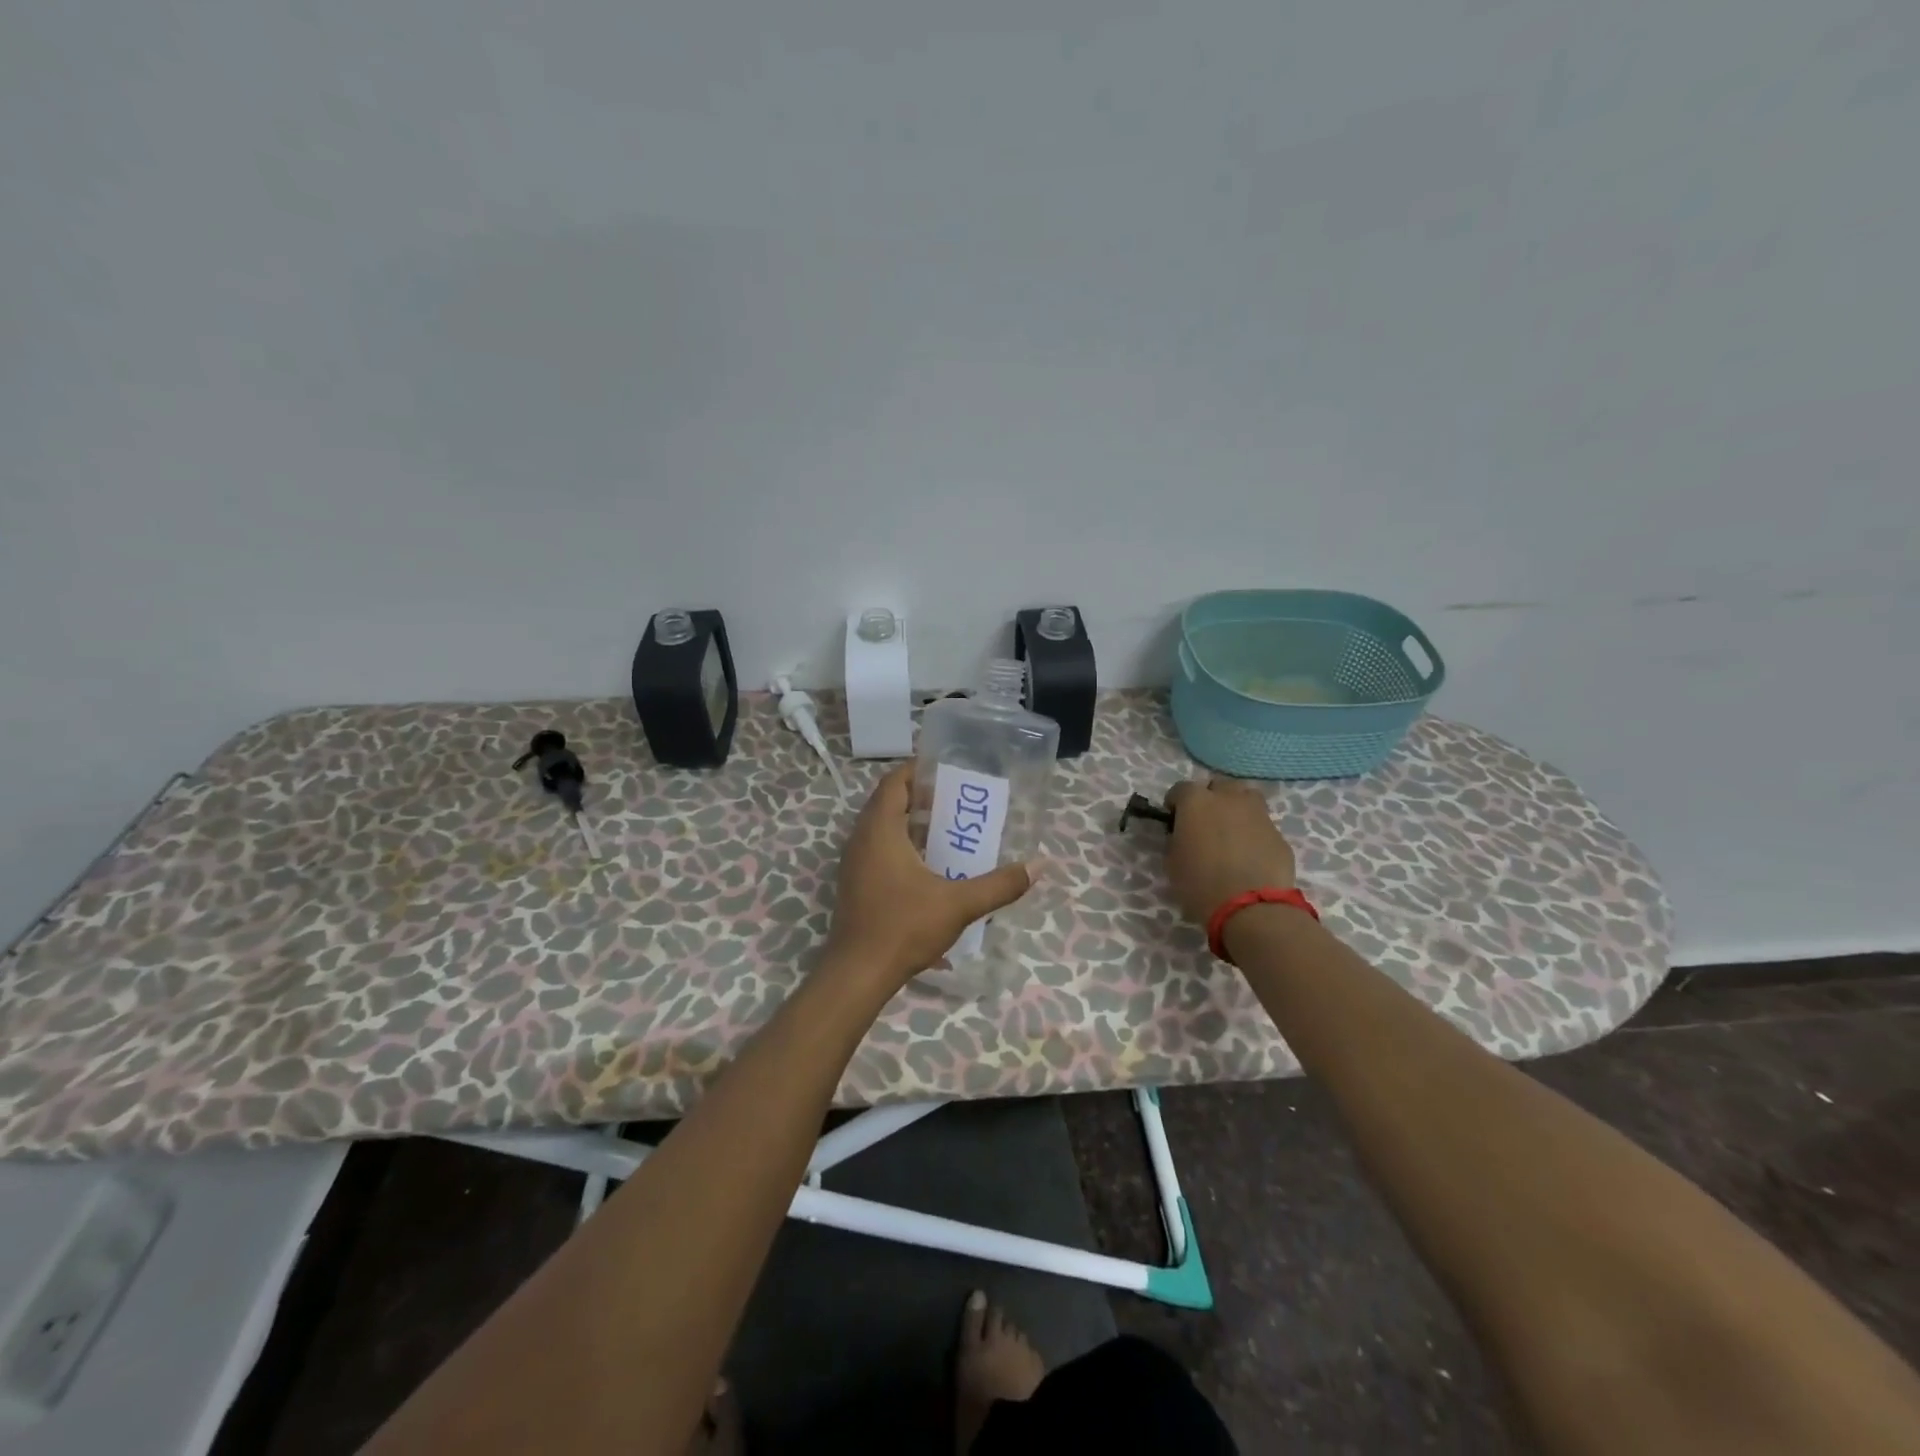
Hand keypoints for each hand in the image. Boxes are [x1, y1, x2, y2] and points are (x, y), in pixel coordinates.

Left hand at [825, 765, 1033, 988]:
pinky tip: (928, 864)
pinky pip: (877, 848)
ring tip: (947, 829)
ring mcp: (854, 863)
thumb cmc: (904, 927)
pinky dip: (900, 844)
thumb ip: (1000, 885)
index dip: (918, 770)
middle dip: (920, 797)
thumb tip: (1040, 865)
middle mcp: (861, 839)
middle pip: (888, 802)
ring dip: (910, 822)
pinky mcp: (855, 883)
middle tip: (956, 800)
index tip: (947, 769)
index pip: (894, 783)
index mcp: (880, 830)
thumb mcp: (959, 904)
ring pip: (881, 827)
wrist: (858, 973)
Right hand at [1164, 776, 1296, 924]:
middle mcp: (1228, 799)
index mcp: (1196, 802)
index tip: (1174, 820)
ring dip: (1236, 808)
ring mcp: (1258, 814)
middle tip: (1204, 822)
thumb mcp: (1172, 862)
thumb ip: (1176, 839)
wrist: (1251, 908)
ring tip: (1231, 831)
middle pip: (1218, 785)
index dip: (1175, 803)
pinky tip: (1250, 854)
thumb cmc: (1200, 884)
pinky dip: (1254, 832)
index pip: (1180, 789)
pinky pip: (1262, 825)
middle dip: (1210, 798)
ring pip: (1246, 798)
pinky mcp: (1279, 834)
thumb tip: (1182, 835)